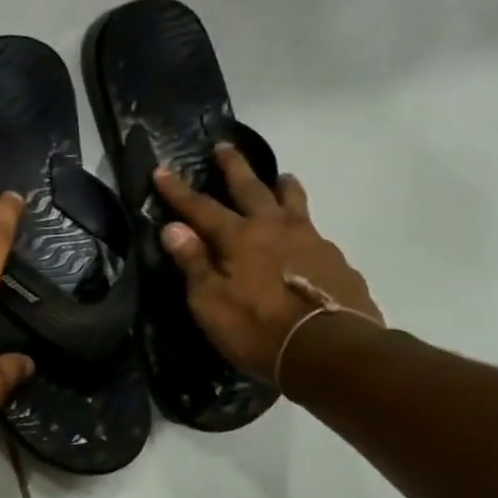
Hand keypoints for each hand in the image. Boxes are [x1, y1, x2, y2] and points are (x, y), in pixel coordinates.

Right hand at [153, 146, 380, 383]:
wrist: (329, 350)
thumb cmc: (257, 328)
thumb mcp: (210, 302)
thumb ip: (193, 263)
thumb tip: (173, 228)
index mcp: (239, 238)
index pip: (201, 208)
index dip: (178, 191)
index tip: (161, 169)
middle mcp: (275, 228)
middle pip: (251, 188)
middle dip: (234, 168)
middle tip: (224, 146)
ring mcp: (311, 241)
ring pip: (294, 202)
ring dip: (282, 187)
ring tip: (281, 177)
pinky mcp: (336, 261)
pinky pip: (315, 232)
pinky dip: (303, 225)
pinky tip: (305, 238)